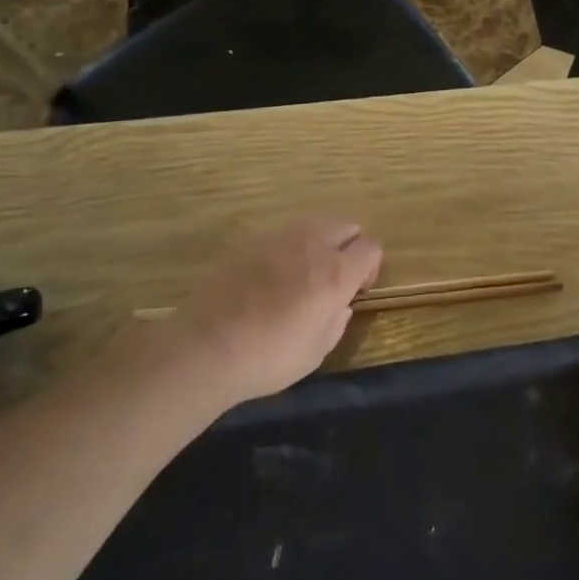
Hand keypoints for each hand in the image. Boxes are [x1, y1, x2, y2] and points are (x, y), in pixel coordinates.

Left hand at [174, 216, 382, 401]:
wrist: (207, 347)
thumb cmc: (269, 357)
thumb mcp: (316, 352)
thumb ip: (336, 322)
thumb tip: (340, 306)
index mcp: (335, 273)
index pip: (371, 248)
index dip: (371, 266)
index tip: (357, 289)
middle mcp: (312, 245)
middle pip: (346, 225)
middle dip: (349, 245)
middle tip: (336, 275)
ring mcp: (279, 238)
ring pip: (314, 222)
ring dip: (320, 240)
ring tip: (306, 269)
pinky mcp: (250, 241)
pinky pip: (283, 233)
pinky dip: (290, 245)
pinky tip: (274, 273)